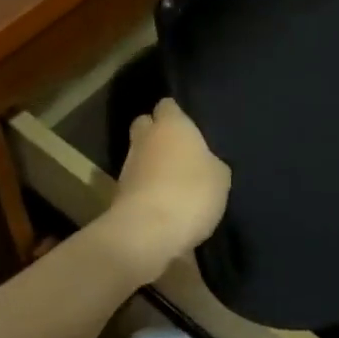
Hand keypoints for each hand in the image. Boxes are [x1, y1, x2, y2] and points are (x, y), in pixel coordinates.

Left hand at [102, 98, 231, 281]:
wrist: (148, 232)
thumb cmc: (191, 192)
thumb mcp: (220, 177)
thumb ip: (211, 162)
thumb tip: (205, 162)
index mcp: (171, 125)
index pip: (167, 105)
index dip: (177, 114)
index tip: (190, 126)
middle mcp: (144, 139)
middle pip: (145, 125)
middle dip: (157, 134)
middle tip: (179, 151)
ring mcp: (127, 166)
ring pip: (139, 155)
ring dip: (152, 164)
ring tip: (174, 182)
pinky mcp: (118, 194)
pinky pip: (137, 183)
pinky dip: (147, 189)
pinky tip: (164, 204)